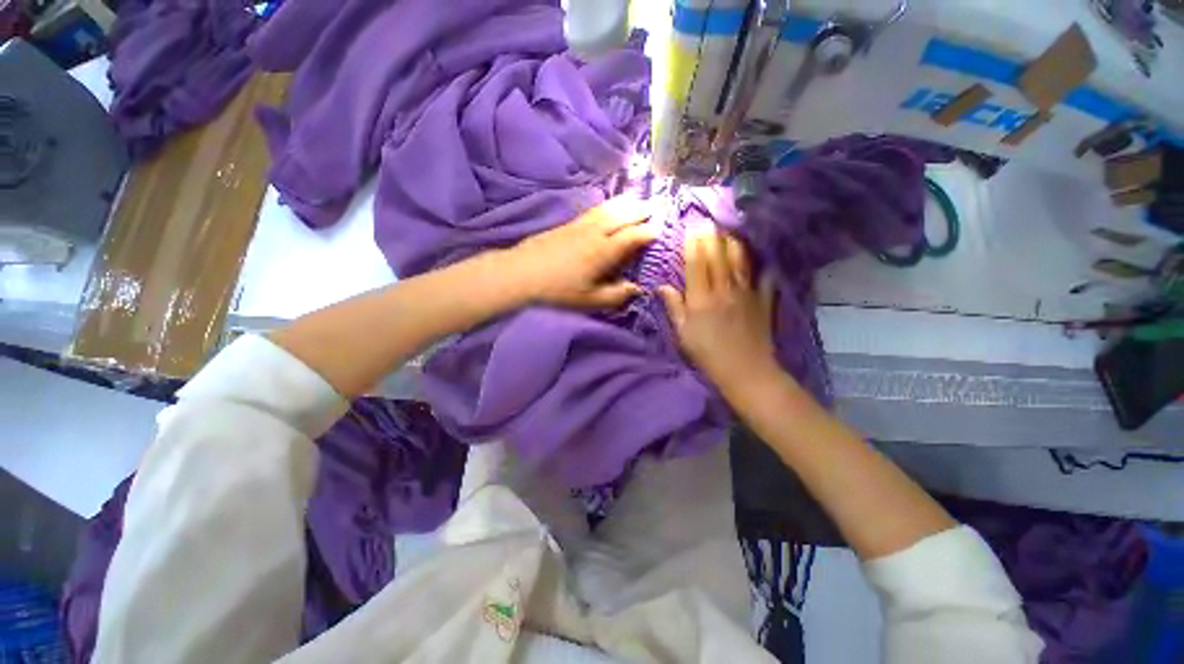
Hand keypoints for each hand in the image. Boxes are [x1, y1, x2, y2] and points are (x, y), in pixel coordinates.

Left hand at [506, 196, 656, 308]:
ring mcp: (581, 225)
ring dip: (627, 203)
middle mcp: (596, 233)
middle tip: (657, 206)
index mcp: (603, 252)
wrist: (521, 273)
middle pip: (623, 215)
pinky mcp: (568, 223)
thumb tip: (636, 289)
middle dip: (642, 210)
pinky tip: (610, 206)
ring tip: (639, 200)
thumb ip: (616, 296)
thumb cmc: (557, 291)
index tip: (661, 229)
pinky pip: (595, 209)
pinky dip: (609, 205)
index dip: (649, 232)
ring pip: (609, 208)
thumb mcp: (589, 301)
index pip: (633, 236)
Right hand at [659, 228, 778, 389]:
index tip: (691, 228)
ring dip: (734, 243)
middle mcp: (724, 290)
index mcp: (701, 298)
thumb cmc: (707, 354)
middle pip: (718, 257)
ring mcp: (746, 293)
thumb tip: (660, 286)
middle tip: (709, 220)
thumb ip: (673, 307)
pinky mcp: (763, 301)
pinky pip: (765, 278)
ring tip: (730, 230)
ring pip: (740, 261)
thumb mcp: (682, 334)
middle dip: (712, 236)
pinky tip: (764, 257)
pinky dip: (764, 265)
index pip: (696, 264)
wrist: (744, 371)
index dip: (693, 244)